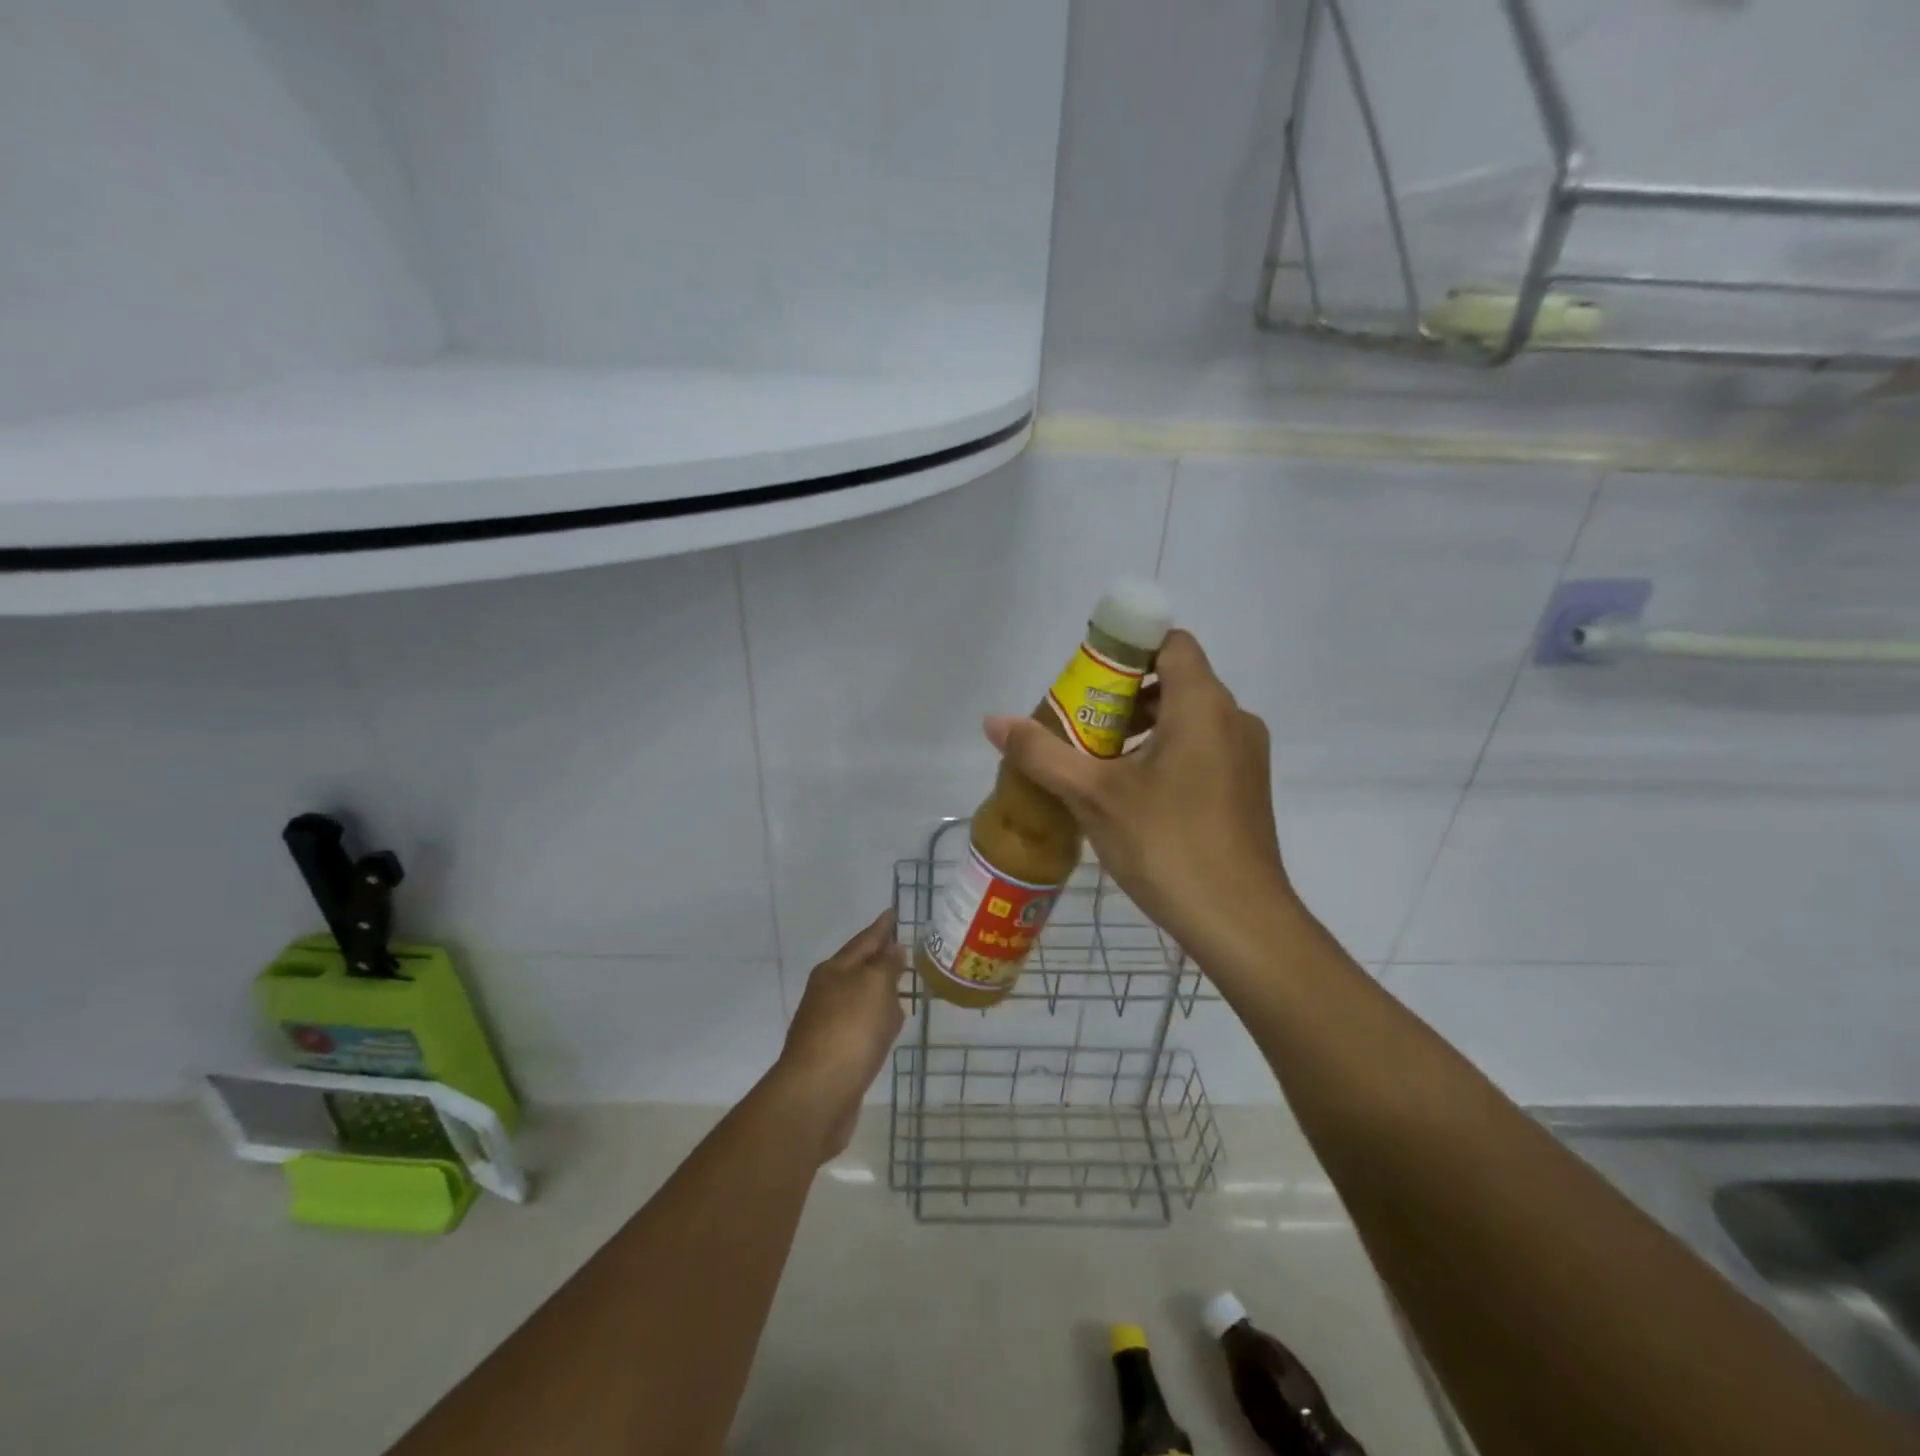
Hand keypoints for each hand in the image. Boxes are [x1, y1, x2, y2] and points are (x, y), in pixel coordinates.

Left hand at [771, 910, 905, 1161]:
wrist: (817, 1094)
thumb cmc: (849, 1030)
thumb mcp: (875, 986)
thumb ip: (887, 966)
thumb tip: (893, 951)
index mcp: (834, 970)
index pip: (863, 940)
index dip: (881, 927)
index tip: (893, 912)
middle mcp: (827, 993)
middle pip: (859, 969)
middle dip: (880, 959)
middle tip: (903, 950)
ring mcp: (828, 1025)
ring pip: (861, 1000)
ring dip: (880, 993)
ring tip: (903, 989)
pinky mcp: (835, 1055)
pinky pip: (863, 1028)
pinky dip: (877, 1023)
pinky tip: (889, 1030)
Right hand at [984, 629, 1292, 965]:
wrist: (1239, 923)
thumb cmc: (1167, 845)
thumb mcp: (1093, 796)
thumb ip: (1042, 754)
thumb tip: (993, 721)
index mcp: (1202, 705)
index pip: (1170, 643)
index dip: (1127, 649)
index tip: (1087, 678)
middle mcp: (1233, 719)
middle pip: (1174, 681)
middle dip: (1122, 696)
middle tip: (1078, 726)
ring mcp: (1246, 756)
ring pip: (1188, 719)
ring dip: (1142, 728)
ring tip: (1097, 764)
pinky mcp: (1246, 789)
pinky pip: (1202, 749)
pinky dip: (1165, 754)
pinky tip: (1131, 795)